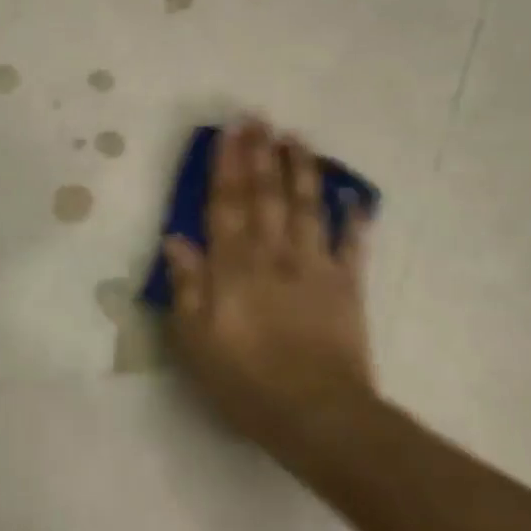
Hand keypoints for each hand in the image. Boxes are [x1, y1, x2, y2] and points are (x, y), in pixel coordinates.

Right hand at [164, 121, 375, 455]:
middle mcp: (274, 254)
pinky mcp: (347, 285)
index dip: (226, 165)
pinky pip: (351, 244)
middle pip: (266, 195)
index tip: (229, 132)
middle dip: (261, 154)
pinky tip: (355, 195)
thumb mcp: (195, 340)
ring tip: (297, 138)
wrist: (316, 413)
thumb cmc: (245, 381)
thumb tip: (175, 238)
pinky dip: (354, 217)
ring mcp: (315, 266)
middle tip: (259, 118)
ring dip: (301, 170)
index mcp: (234, 266)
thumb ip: (186, 285)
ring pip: (307, 207)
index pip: (227, 204)